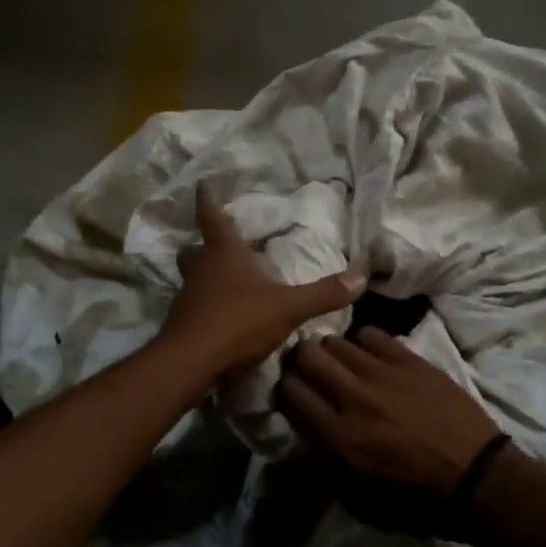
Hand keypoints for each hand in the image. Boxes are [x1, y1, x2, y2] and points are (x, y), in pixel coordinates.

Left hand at [161, 183, 366, 378]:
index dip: (207, 198)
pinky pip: (195, 303)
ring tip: (227, 278)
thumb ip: (324, 293)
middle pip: (196, 248)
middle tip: (220, 243)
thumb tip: (362, 275)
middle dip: (205, 244)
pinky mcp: (183, 322)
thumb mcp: (287, 308)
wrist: (190, 363)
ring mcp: (188, 296)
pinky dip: (207, 303)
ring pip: (193, 276)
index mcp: (223, 253)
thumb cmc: (238, 322)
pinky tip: (223, 314)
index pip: (212, 216)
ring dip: (206, 274)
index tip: (202, 183)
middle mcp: (201, 268)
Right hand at [280, 330, 501, 510]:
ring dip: (332, 353)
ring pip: (335, 340)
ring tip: (343, 366)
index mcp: (338, 436)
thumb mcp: (359, 501)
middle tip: (313, 374)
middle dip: (301, 363)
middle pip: (305, 355)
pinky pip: (371, 334)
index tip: (292, 396)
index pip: (288, 392)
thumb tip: (303, 439)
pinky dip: (364, 344)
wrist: (478, 480)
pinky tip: (373, 359)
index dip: (284, 390)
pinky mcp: (409, 360)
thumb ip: (323, 467)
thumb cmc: (417, 500)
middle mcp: (353, 397)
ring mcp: (382, 373)